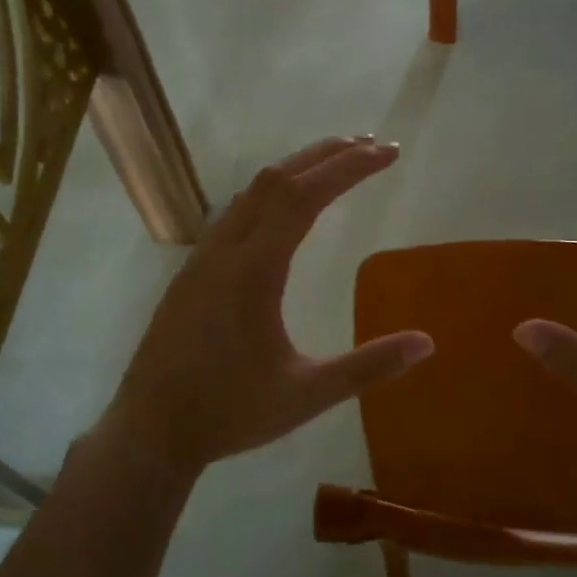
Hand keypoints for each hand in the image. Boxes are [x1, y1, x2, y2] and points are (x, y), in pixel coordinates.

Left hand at [101, 137, 434, 477]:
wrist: (150, 431)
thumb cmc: (230, 413)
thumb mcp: (307, 395)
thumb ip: (367, 367)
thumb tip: (427, 342)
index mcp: (254, 271)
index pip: (304, 196)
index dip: (348, 167)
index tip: (388, 154)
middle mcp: (225, 251)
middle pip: (276, 179)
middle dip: (326, 155)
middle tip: (371, 145)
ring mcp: (202, 259)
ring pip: (250, 192)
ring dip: (295, 170)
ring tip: (334, 165)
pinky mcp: (191, 273)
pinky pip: (234, 212)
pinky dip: (270, 193)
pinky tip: (283, 210)